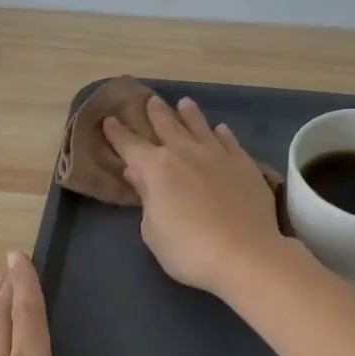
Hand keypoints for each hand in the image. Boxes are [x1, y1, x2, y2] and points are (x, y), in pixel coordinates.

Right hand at [102, 95, 286, 296]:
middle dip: (156, 113)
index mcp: (156, 168)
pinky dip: (222, 133)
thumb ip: (146, 198)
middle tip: (151, 101)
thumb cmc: (188, 249)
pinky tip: (221, 129)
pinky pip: (230, 142)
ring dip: (189, 114)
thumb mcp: (153, 231)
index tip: (109, 120)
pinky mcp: (244, 165)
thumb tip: (138, 173)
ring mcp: (217, 155)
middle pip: (167, 126)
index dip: (117, 133)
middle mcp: (185, 153)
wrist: (245, 254)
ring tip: (185, 103)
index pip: (130, 145)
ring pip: (200, 127)